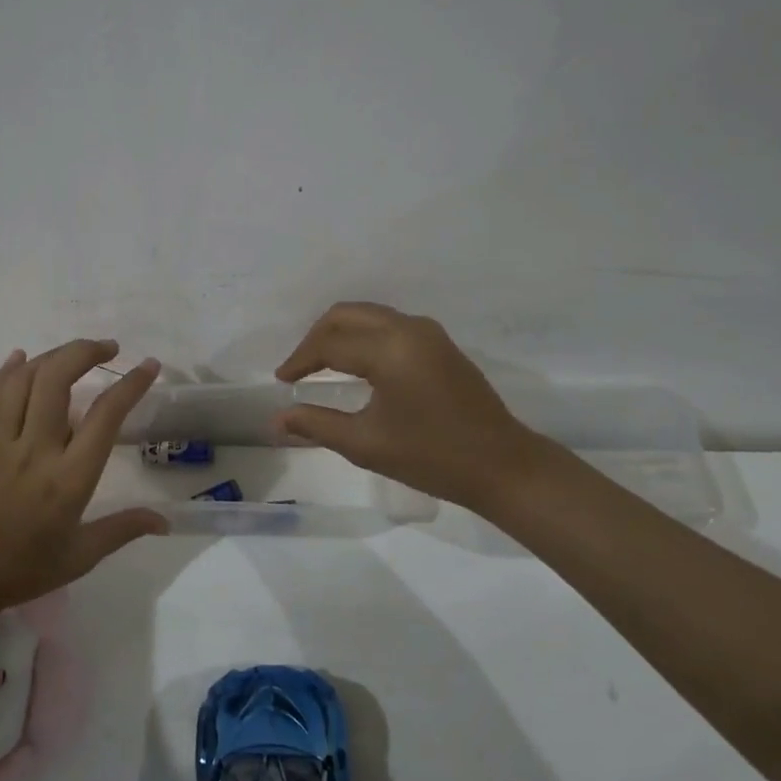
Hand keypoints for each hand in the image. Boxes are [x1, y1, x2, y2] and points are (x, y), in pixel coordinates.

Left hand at [0, 339, 166, 611]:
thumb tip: (165, 520)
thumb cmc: (24, 568)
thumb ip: (123, 529)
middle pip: (57, 380)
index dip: (130, 385)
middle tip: (108, 348)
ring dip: (53, 355)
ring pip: (25, 379)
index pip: (105, 416)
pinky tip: (23, 356)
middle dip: (85, 352)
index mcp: (69, 479)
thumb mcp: (81, 556)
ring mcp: (2, 442)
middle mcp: (36, 451)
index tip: (148, 366)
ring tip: (75, 353)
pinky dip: (9, 369)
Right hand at [274, 302, 555, 512]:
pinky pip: (389, 325)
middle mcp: (408, 329)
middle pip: (347, 314)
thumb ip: (317, 425)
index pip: (330, 344)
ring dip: (341, 333)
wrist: (502, 465)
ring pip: (369, 315)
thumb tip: (278, 419)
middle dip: (317, 337)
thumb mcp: (367, 444)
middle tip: (298, 368)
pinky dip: (364, 336)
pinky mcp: (440, 343)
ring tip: (321, 364)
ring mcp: (428, 333)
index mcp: (390, 349)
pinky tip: (356, 364)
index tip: (281, 381)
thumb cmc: (431, 457)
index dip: (300, 360)